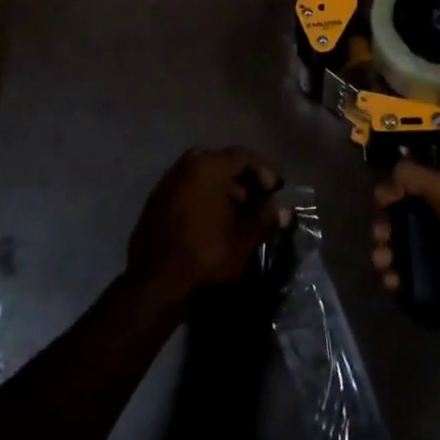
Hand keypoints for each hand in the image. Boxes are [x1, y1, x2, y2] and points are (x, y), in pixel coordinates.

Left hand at [128, 147, 287, 307]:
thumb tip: (284, 211)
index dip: (263, 171)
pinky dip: (202, 197)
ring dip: (221, 188)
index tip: (275, 190)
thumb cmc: (206, 253)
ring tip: (236, 213)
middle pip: (220, 162)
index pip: (242, 156)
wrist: (155, 282)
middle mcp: (185, 165)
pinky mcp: (155, 201)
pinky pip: (186, 189)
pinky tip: (211, 221)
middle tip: (256, 199)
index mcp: (208, 166)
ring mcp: (167, 182)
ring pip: (201, 175)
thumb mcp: (244, 238)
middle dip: (241, 179)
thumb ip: (265, 219)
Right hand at [372, 160, 439, 321]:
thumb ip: (413, 176)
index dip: (393, 189)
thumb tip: (384, 181)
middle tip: (381, 236)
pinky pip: (414, 280)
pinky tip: (392, 282)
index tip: (381, 201)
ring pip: (404, 249)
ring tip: (384, 262)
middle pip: (403, 216)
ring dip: (387, 253)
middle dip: (385, 225)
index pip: (412, 182)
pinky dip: (398, 280)